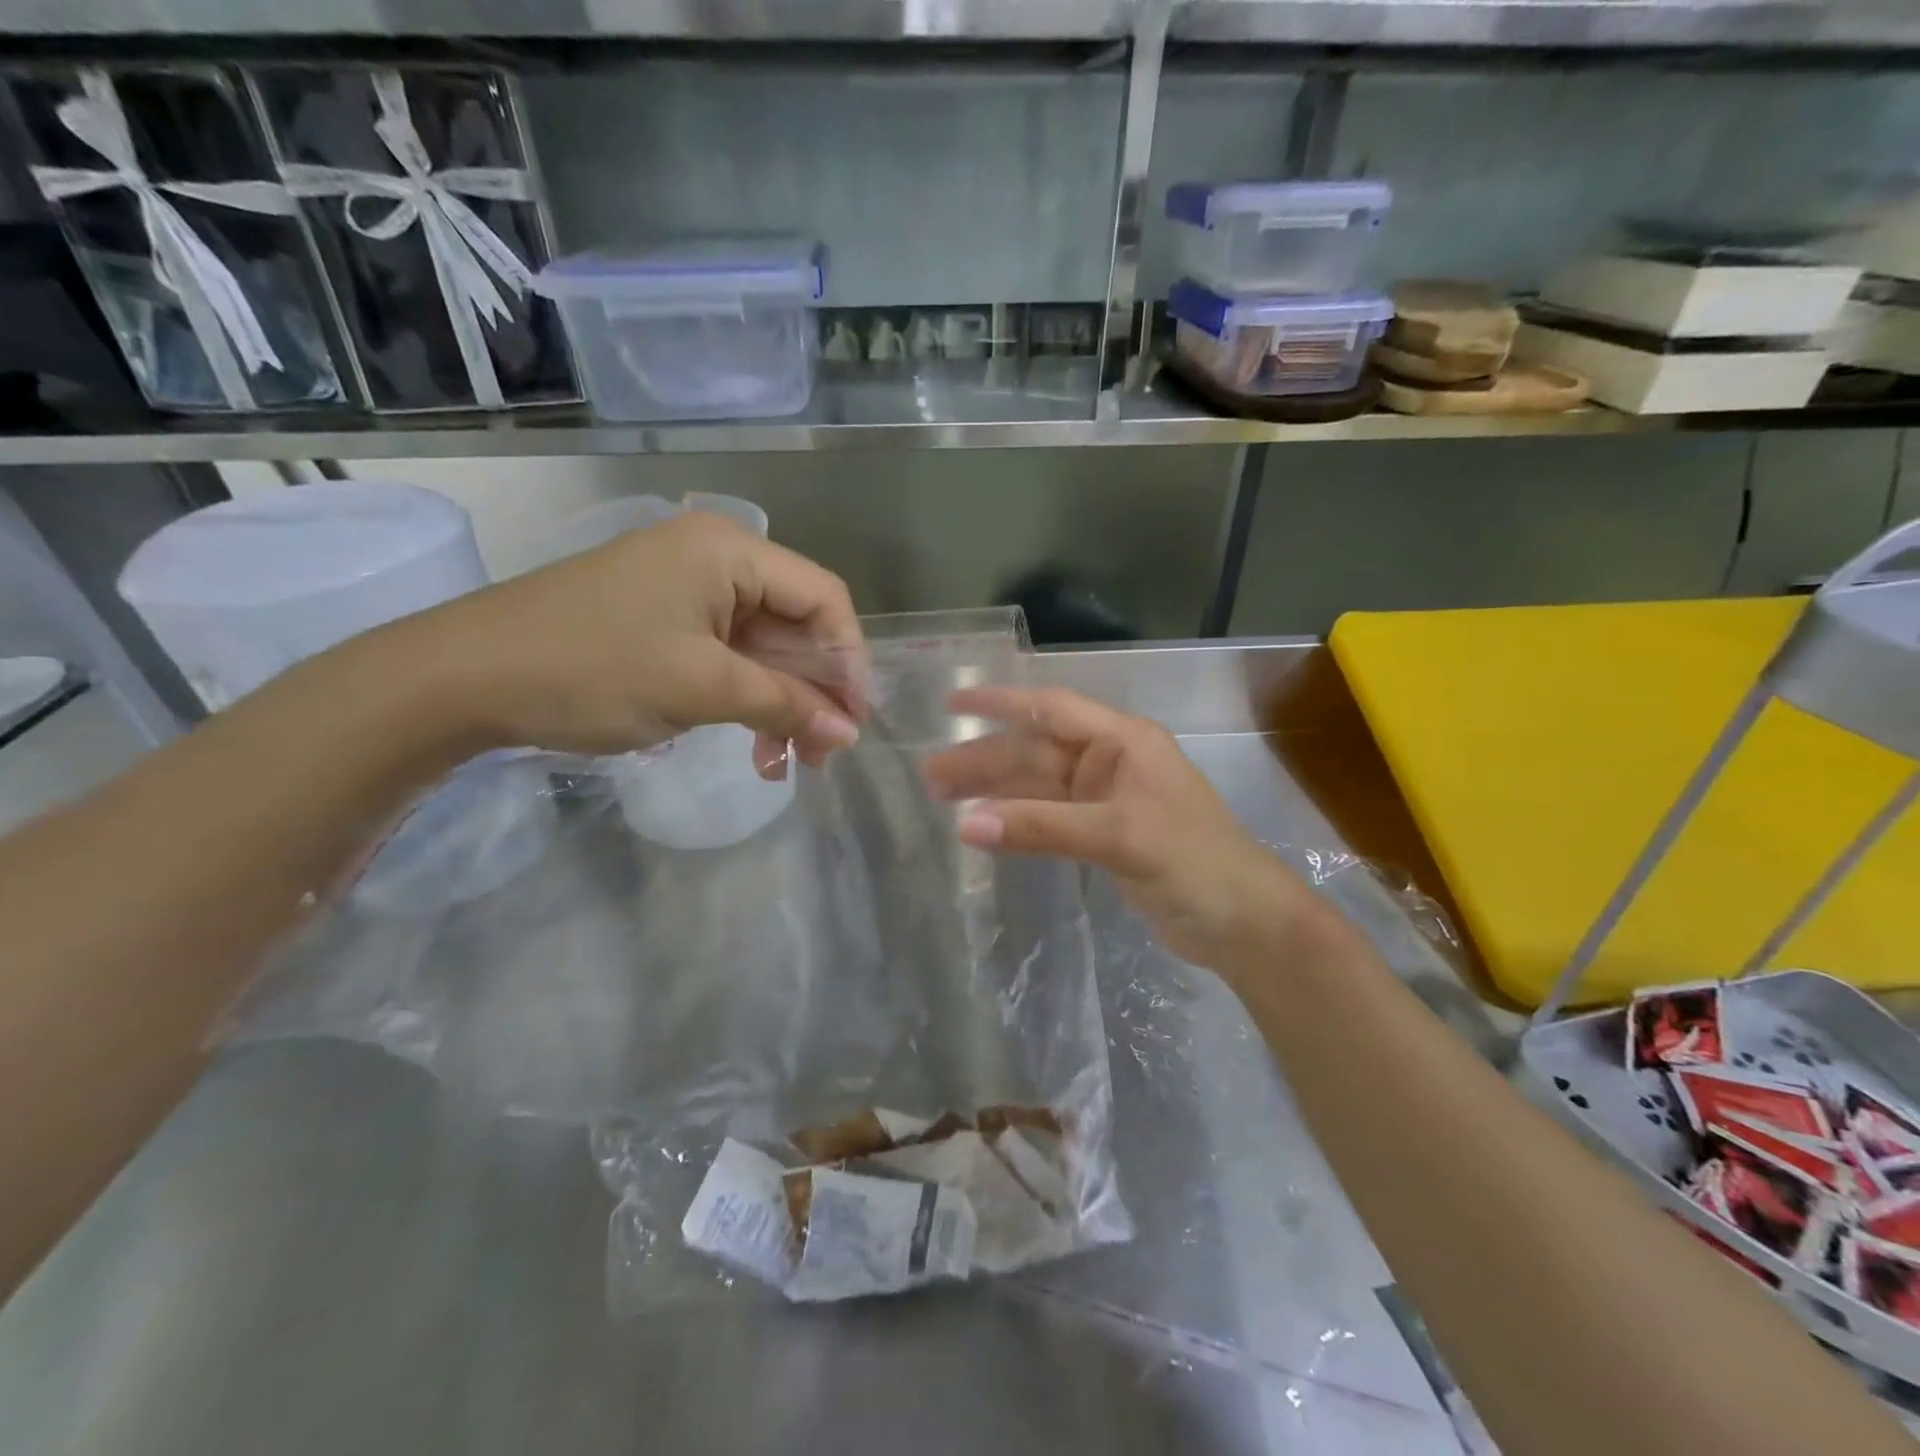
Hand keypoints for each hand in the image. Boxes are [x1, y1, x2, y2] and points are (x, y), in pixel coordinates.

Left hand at [395, 511, 865, 772]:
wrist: (462, 678)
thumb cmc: (592, 669)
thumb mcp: (702, 688)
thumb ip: (785, 706)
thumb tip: (849, 735)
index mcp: (729, 551)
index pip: (823, 597)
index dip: (849, 659)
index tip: (856, 720)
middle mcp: (716, 560)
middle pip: (796, 624)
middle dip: (816, 691)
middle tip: (826, 754)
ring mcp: (688, 591)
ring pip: (764, 649)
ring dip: (783, 704)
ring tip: (790, 763)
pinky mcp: (666, 622)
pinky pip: (729, 658)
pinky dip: (746, 700)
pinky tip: (755, 747)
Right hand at [922, 687, 1320, 970]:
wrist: (1243, 923)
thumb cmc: (1194, 863)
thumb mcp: (1119, 836)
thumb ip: (1043, 827)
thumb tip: (967, 825)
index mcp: (1123, 742)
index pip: (1052, 710)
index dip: (1002, 703)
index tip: (953, 704)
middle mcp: (1110, 762)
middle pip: (1036, 751)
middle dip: (985, 759)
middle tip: (930, 773)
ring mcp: (1105, 800)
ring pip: (1038, 786)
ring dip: (994, 790)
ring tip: (941, 797)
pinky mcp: (1102, 836)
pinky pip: (1048, 818)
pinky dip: (1016, 820)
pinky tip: (984, 826)